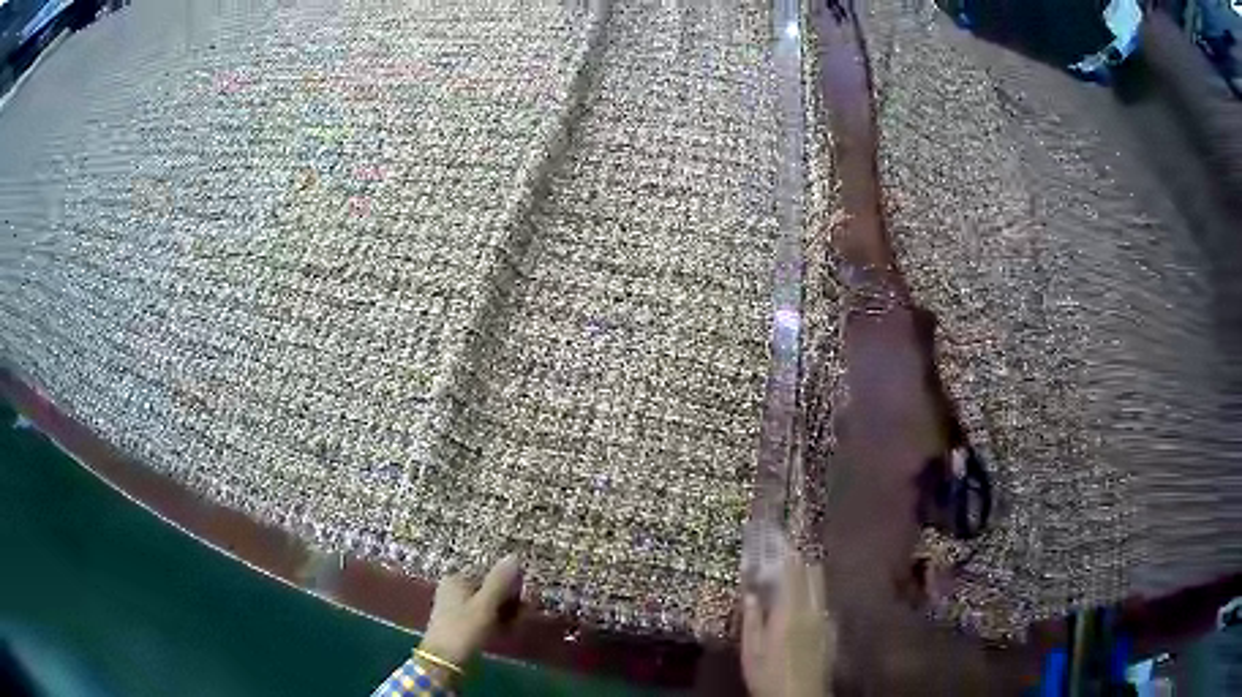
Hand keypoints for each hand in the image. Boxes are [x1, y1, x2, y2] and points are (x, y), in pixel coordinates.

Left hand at [417, 555, 522, 679]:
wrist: (444, 661)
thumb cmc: (464, 629)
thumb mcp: (485, 605)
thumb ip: (500, 582)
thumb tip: (514, 556)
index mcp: (457, 579)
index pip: (491, 574)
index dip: (510, 586)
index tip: (524, 601)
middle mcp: (455, 589)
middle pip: (490, 589)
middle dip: (509, 602)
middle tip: (521, 616)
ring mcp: (456, 606)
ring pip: (489, 605)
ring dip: (505, 614)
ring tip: (514, 627)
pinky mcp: (460, 623)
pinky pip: (483, 617)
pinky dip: (496, 623)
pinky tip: (505, 632)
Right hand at [741, 548, 834, 696]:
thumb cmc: (769, 676)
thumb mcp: (752, 651)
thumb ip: (752, 620)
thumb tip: (751, 592)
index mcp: (790, 612)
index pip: (792, 574)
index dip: (788, 554)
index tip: (781, 540)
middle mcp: (813, 610)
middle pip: (813, 575)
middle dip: (803, 558)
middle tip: (790, 548)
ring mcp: (825, 620)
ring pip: (821, 586)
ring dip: (810, 572)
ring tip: (798, 566)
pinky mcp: (831, 631)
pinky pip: (824, 601)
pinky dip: (815, 591)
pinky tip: (807, 597)